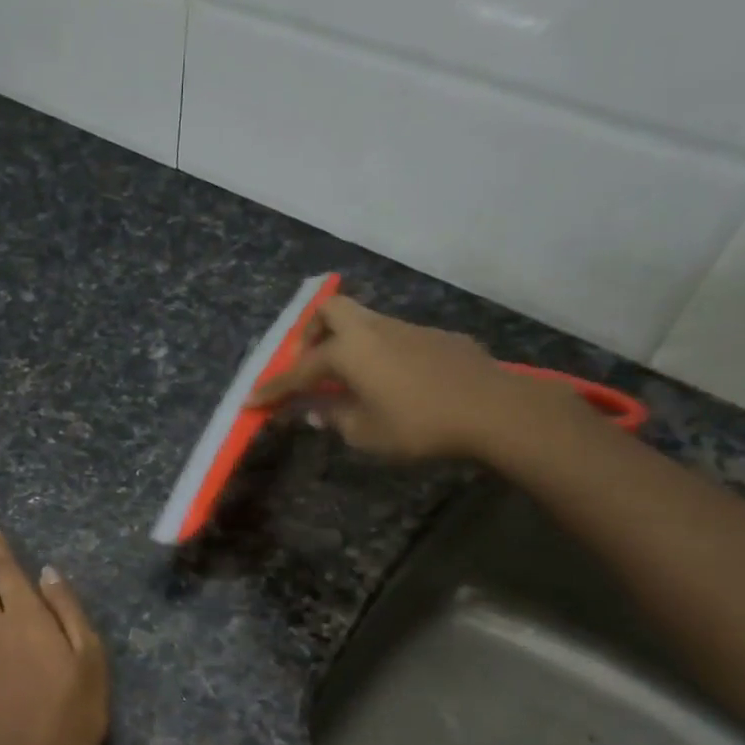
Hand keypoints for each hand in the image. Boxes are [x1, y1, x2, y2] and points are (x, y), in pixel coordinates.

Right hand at [249, 295, 568, 461]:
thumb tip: (314, 411)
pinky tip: (392, 382)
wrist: (492, 409)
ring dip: (346, 343)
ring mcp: (407, 328)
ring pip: (364, 322)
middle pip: (330, 312)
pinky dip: (378, 353)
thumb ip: (333, 417)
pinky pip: (393, 337)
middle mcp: (372, 330)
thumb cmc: (418, 424)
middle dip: (310, 334)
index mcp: (348, 351)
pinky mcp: (436, 337)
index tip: (251, 402)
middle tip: (309, 366)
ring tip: (347, 378)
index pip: (299, 370)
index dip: (273, 388)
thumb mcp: (365, 432)